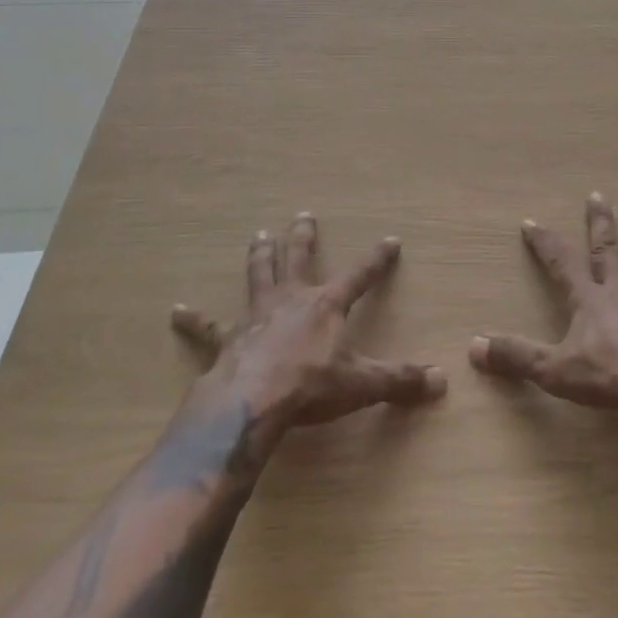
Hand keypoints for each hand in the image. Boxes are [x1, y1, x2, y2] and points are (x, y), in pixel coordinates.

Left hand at [172, 214, 446, 447]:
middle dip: (303, 237)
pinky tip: (176, 310)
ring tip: (259, 234)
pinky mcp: (228, 339)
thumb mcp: (362, 384)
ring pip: (258, 275)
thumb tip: (440, 382)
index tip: (390, 240)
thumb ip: (399, 381)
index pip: (360, 275)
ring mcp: (256, 315)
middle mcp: (292, 299)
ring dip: (260, 255)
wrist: (253, 402)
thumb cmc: (311, 387)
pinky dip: (193, 320)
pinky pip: (208, 327)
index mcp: (326, 305)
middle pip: (298, 259)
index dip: (376, 259)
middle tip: (302, 215)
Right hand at [470, 193, 617, 421]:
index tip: (531, 221)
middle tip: (598, 194)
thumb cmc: (608, 378)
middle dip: (600, 223)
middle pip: (608, 250)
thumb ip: (515, 356)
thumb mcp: (553, 370)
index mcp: (589, 299)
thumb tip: (474, 347)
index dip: (545, 242)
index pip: (560, 262)